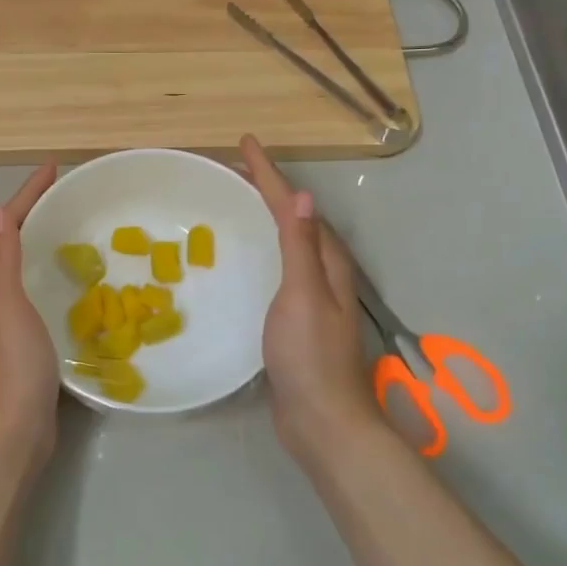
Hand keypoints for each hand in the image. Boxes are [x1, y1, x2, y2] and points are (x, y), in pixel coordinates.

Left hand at [0, 163, 60, 469]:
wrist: (14, 428)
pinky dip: (52, 272)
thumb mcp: (6, 303)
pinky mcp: (27, 339)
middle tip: (66, 191)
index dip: (27, 194)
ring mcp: (7, 320)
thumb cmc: (12, 362)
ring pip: (24, 266)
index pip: (4, 225)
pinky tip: (74, 279)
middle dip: (34, 212)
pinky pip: (38, 290)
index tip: (53, 167)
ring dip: (42, 241)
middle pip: (11, 241)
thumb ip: (3, 259)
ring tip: (72, 225)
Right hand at [240, 135, 372, 455]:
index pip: (296, 207)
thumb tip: (301, 196)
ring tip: (241, 203)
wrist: (322, 421)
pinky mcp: (297, 320)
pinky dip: (264, 250)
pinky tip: (247, 259)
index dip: (271, 175)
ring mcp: (313, 299)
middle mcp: (325, 274)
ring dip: (268, 218)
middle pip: (297, 220)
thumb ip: (300, 248)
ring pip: (290, 244)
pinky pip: (280, 269)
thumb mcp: (303, 295)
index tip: (246, 144)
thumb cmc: (310, 356)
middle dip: (270, 191)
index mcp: (328, 263)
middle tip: (238, 170)